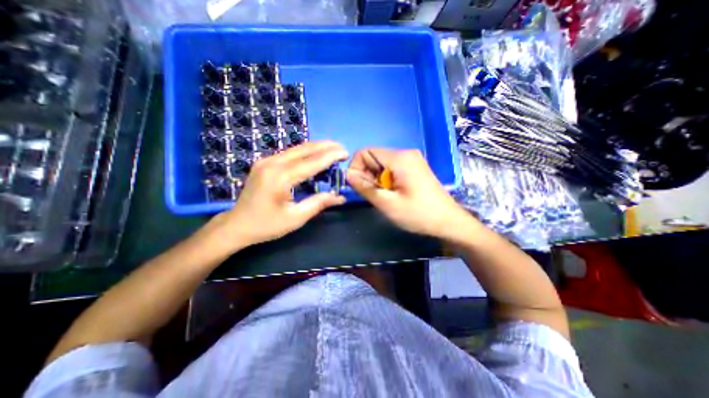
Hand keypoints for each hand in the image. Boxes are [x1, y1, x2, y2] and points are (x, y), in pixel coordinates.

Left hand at [210, 142, 347, 249]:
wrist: (236, 225)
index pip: (311, 162)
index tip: (345, 153)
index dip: (330, 157)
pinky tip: (314, 154)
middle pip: (304, 149)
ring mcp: (266, 161)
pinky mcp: (264, 162)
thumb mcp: (296, 218)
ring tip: (332, 148)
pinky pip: (289, 153)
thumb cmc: (266, 225)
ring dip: (316, 147)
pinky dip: (305, 152)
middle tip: (342, 148)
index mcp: (280, 178)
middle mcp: (273, 164)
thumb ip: (318, 203)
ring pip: (296, 148)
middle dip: (326, 146)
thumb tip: (340, 197)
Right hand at [345, 148, 472, 240]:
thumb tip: (348, 175)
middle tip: (374, 195)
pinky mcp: (414, 168)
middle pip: (373, 157)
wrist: (448, 221)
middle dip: (367, 175)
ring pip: (381, 164)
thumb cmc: (418, 214)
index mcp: (399, 158)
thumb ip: (365, 187)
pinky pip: (391, 169)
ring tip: (385, 196)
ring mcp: (411, 160)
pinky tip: (393, 194)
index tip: (359, 186)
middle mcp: (405, 153)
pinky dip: (386, 180)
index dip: (356, 167)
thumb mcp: (387, 203)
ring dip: (376, 179)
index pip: (365, 152)